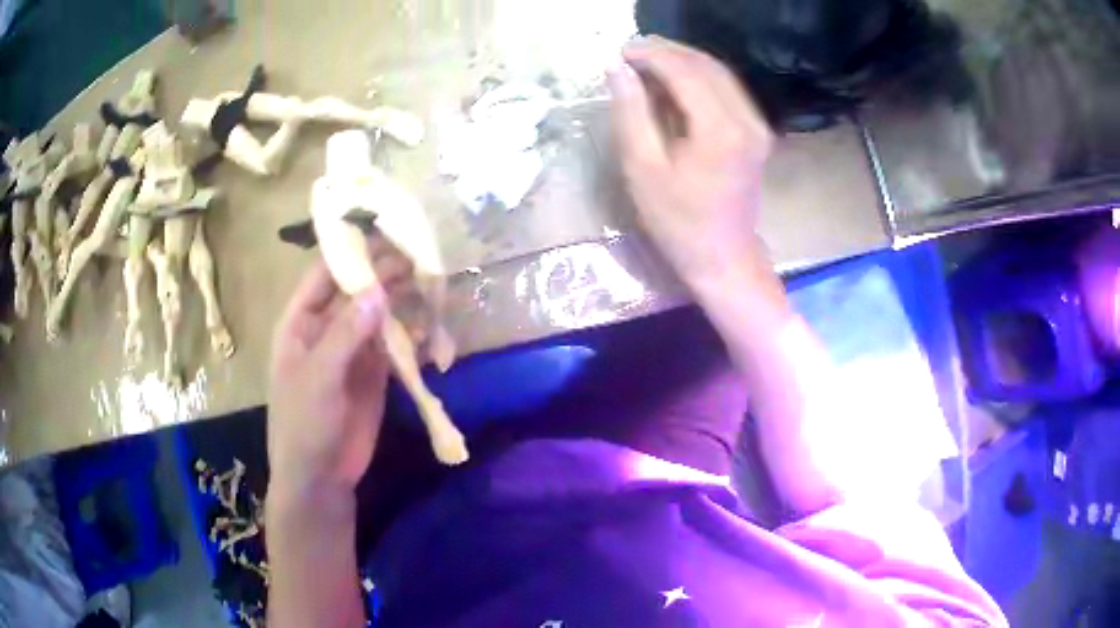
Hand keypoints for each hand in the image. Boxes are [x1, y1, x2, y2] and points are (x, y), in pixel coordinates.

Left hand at [267, 238, 418, 498]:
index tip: (384, 231)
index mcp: (301, 322)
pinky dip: (412, 333)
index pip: (324, 275)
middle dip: (385, 274)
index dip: (351, 252)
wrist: (321, 477)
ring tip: (431, 281)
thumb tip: (378, 289)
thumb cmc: (304, 424)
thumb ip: (346, 334)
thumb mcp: (319, 378)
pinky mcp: (375, 372)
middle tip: (420, 255)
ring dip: (402, 300)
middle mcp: (327, 328)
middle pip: (357, 291)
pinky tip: (431, 323)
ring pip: (379, 314)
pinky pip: (394, 344)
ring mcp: (352, 350)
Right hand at [607, 36, 774, 291]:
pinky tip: (674, 81)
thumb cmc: (678, 222)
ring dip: (682, 61)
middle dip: (666, 52)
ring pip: (718, 73)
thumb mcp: (643, 169)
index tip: (619, 52)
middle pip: (705, 65)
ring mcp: (757, 124)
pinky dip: (698, 77)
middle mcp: (746, 119)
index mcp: (720, 130)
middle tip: (629, 52)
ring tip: (646, 62)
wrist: (724, 257)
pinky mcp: (756, 131)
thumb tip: (617, 69)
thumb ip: (631, 113)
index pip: (684, 71)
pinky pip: (727, 89)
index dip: (650, 54)